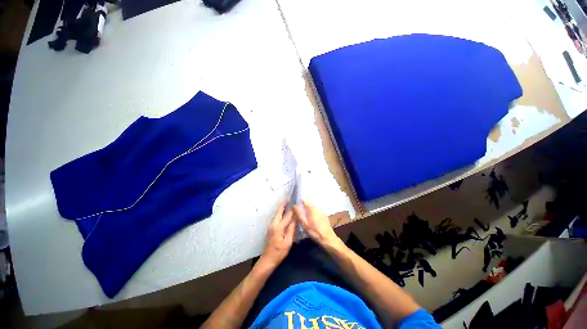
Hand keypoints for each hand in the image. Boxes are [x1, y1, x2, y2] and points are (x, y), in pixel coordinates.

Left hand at [260, 201, 295, 267]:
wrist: (267, 260)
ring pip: (277, 214)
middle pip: (279, 211)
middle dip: (284, 204)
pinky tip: (284, 212)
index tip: (296, 202)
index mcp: (279, 227)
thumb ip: (291, 229)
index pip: (287, 215)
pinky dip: (280, 213)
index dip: (292, 209)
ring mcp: (271, 226)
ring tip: (287, 203)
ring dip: (281, 208)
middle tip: (289, 198)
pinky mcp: (270, 228)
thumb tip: (296, 218)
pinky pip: (276, 217)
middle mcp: (273, 224)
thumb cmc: (279, 252)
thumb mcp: (288, 242)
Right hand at [294, 200, 343, 248]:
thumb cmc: (315, 232)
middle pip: (309, 204)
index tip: (296, 202)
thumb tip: (294, 205)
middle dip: (304, 206)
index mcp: (312, 208)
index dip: (301, 199)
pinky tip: (312, 220)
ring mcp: (322, 211)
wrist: (328, 238)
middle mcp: (317, 207)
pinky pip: (317, 211)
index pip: (305, 200)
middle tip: (299, 212)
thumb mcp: (305, 224)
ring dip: (309, 210)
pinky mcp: (324, 215)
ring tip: (305, 216)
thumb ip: (299, 214)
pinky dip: (313, 213)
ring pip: (313, 208)